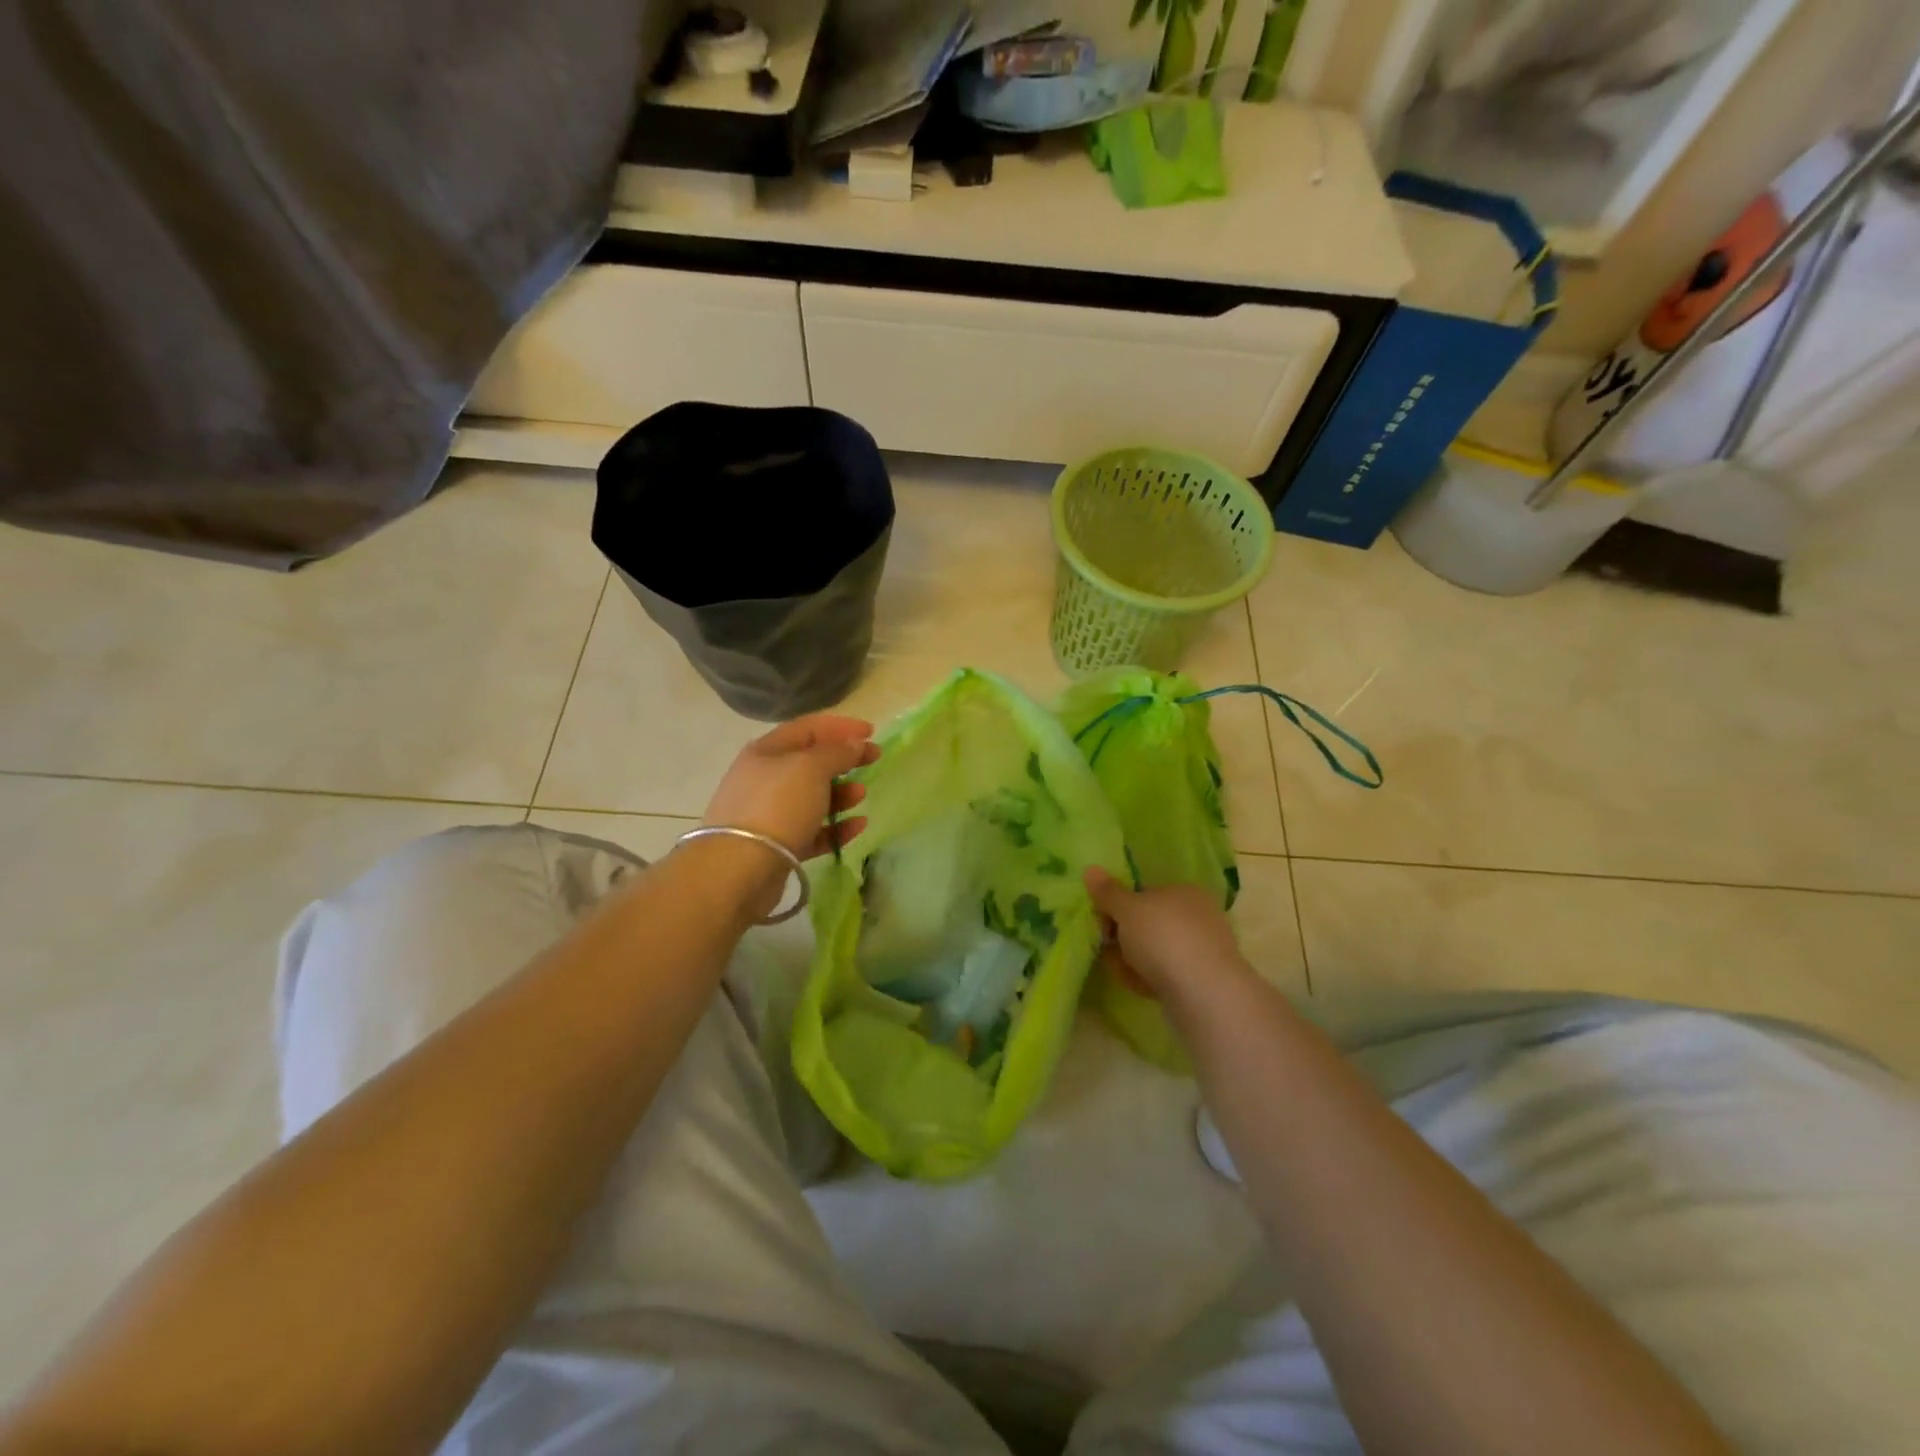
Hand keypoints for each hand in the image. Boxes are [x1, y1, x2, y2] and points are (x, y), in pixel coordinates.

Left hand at [704, 714, 878, 861]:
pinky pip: (813, 831)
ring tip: (861, 795)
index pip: (807, 729)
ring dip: (841, 793)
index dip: (840, 726)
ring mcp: (769, 814)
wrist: (740, 868)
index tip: (871, 732)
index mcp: (767, 751)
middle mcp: (765, 779)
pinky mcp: (778, 846)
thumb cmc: (777, 805)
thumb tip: (854, 743)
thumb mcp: (811, 768)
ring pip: (812, 798)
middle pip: (810, 763)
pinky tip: (858, 826)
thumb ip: (837, 752)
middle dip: (843, 760)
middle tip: (873, 760)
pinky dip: (836, 827)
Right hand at [1085, 867, 1252, 1011]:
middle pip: (1147, 923)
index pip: (1145, 893)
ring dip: (1130, 959)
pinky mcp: (1201, 980)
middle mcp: (1198, 916)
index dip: (1118, 906)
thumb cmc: (1163, 937)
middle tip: (1106, 948)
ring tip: (1120, 970)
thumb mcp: (1127, 909)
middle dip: (1122, 937)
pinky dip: (1148, 977)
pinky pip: (1165, 974)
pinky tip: (1137, 986)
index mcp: (1185, 891)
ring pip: (1154, 951)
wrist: (1204, 992)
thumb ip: (1107, 892)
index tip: (1101, 921)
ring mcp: (1201, 949)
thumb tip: (1090, 869)